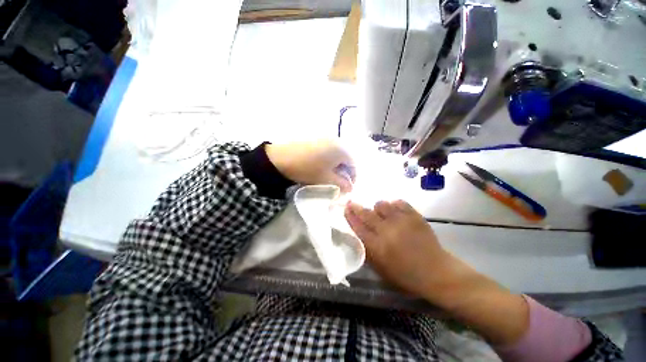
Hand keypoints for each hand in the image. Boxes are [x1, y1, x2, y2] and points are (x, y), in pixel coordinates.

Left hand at [265, 140, 354, 192]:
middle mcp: (337, 139)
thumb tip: (350, 188)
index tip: (348, 187)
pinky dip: (329, 157)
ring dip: (337, 164)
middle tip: (339, 181)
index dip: (353, 177)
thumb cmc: (308, 169)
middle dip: (345, 170)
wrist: (282, 158)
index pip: (354, 164)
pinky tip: (322, 164)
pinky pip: (329, 148)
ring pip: (337, 152)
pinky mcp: (316, 137)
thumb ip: (342, 184)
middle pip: (346, 157)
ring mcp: (326, 137)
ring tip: (330, 174)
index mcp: (342, 149)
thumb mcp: (327, 179)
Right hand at [344, 200, 529, 345]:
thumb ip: (368, 249)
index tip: (345, 208)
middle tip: (352, 202)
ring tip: (381, 213)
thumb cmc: (406, 275)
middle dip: (356, 207)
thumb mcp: (381, 269)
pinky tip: (394, 210)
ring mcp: (402, 221)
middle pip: (366, 213)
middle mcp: (387, 231)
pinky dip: (393, 205)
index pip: (357, 226)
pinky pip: (398, 202)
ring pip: (381, 204)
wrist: (437, 272)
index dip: (350, 216)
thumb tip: (358, 231)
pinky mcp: (415, 216)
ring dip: (377, 208)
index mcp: (378, 247)